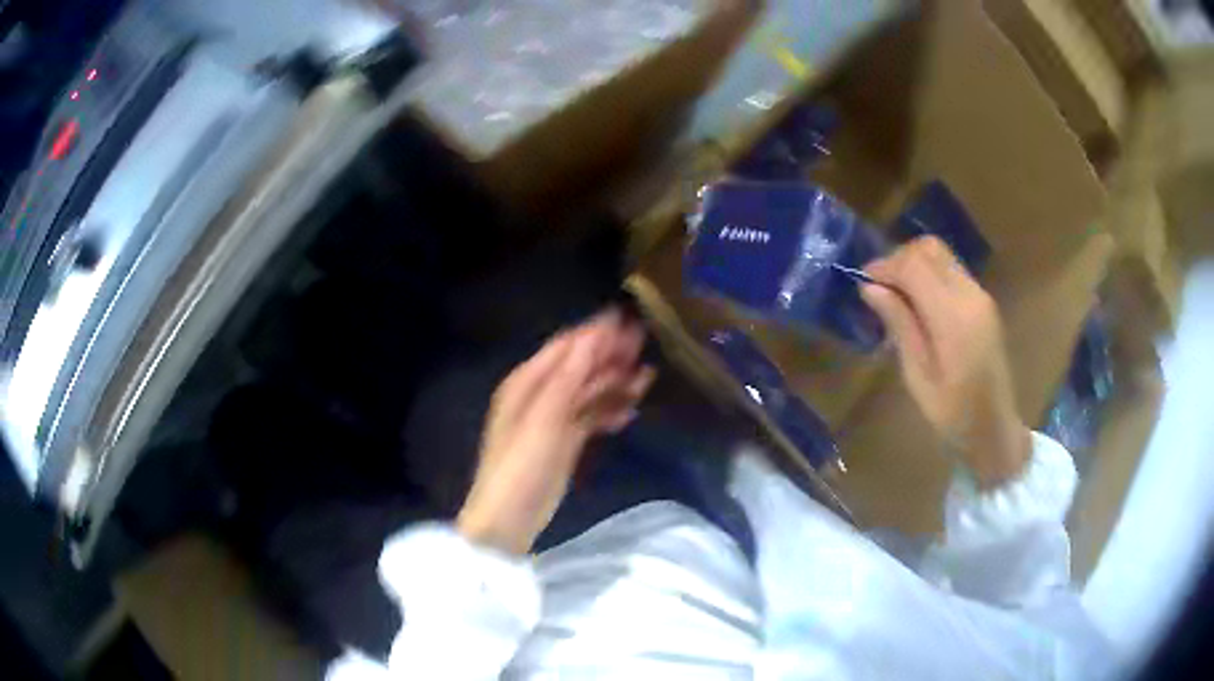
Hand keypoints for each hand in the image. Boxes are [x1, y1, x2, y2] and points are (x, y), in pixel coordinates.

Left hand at [456, 309, 656, 553]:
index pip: (566, 346)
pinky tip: (630, 411)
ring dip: (615, 383)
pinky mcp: (563, 441)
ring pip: (588, 391)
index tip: (628, 318)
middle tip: (644, 342)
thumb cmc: (523, 464)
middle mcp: (539, 394)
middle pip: (580, 366)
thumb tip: (594, 335)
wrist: (509, 518)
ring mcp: (552, 419)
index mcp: (527, 382)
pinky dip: (609, 410)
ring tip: (648, 377)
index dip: (596, 332)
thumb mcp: (546, 418)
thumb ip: (570, 376)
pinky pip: (590, 416)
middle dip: (610, 354)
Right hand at [861, 237, 1030, 488]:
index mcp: (953, 318)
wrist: (995, 429)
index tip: (863, 281)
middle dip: (899, 258)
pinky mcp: (984, 301)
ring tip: (896, 293)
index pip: (914, 266)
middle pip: (930, 249)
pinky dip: (929, 274)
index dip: (885, 266)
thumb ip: (899, 326)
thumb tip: (870, 288)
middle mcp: (970, 296)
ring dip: (914, 264)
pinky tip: (918, 301)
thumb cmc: (953, 414)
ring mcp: (980, 296)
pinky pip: (952, 270)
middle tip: (879, 286)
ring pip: (941, 255)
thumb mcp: (918, 377)